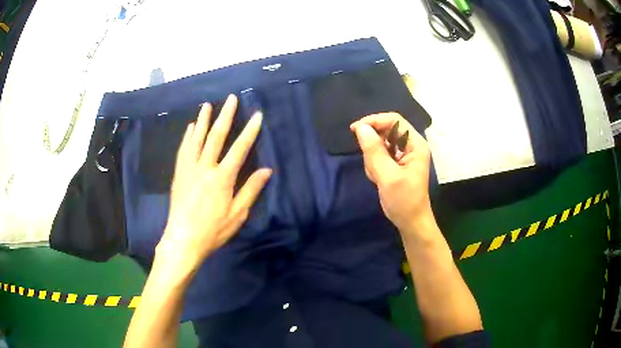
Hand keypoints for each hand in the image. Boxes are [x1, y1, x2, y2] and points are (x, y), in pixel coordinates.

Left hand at [157, 94, 271, 272]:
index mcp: (222, 178)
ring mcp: (189, 169)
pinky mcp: (179, 174)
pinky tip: (190, 127)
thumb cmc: (213, 230)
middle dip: (225, 116)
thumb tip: (267, 170)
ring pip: (196, 139)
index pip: (239, 149)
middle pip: (216, 137)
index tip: (257, 115)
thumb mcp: (237, 214)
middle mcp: (204, 168)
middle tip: (230, 99)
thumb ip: (250, 190)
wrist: (183, 240)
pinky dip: (188, 136)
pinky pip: (183, 150)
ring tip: (207, 105)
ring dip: (203, 120)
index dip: (249, 131)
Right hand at [350, 112, 431, 232]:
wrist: (410, 222)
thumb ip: (374, 151)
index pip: (394, 120)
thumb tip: (361, 128)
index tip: (356, 130)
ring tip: (377, 176)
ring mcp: (403, 155)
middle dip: (374, 145)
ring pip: (380, 144)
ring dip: (373, 158)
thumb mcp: (388, 176)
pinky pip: (379, 155)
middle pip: (386, 131)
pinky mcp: (396, 163)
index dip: (374, 121)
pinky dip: (374, 165)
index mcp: (415, 144)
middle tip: (370, 164)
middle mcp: (411, 145)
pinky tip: (378, 179)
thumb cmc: (404, 200)